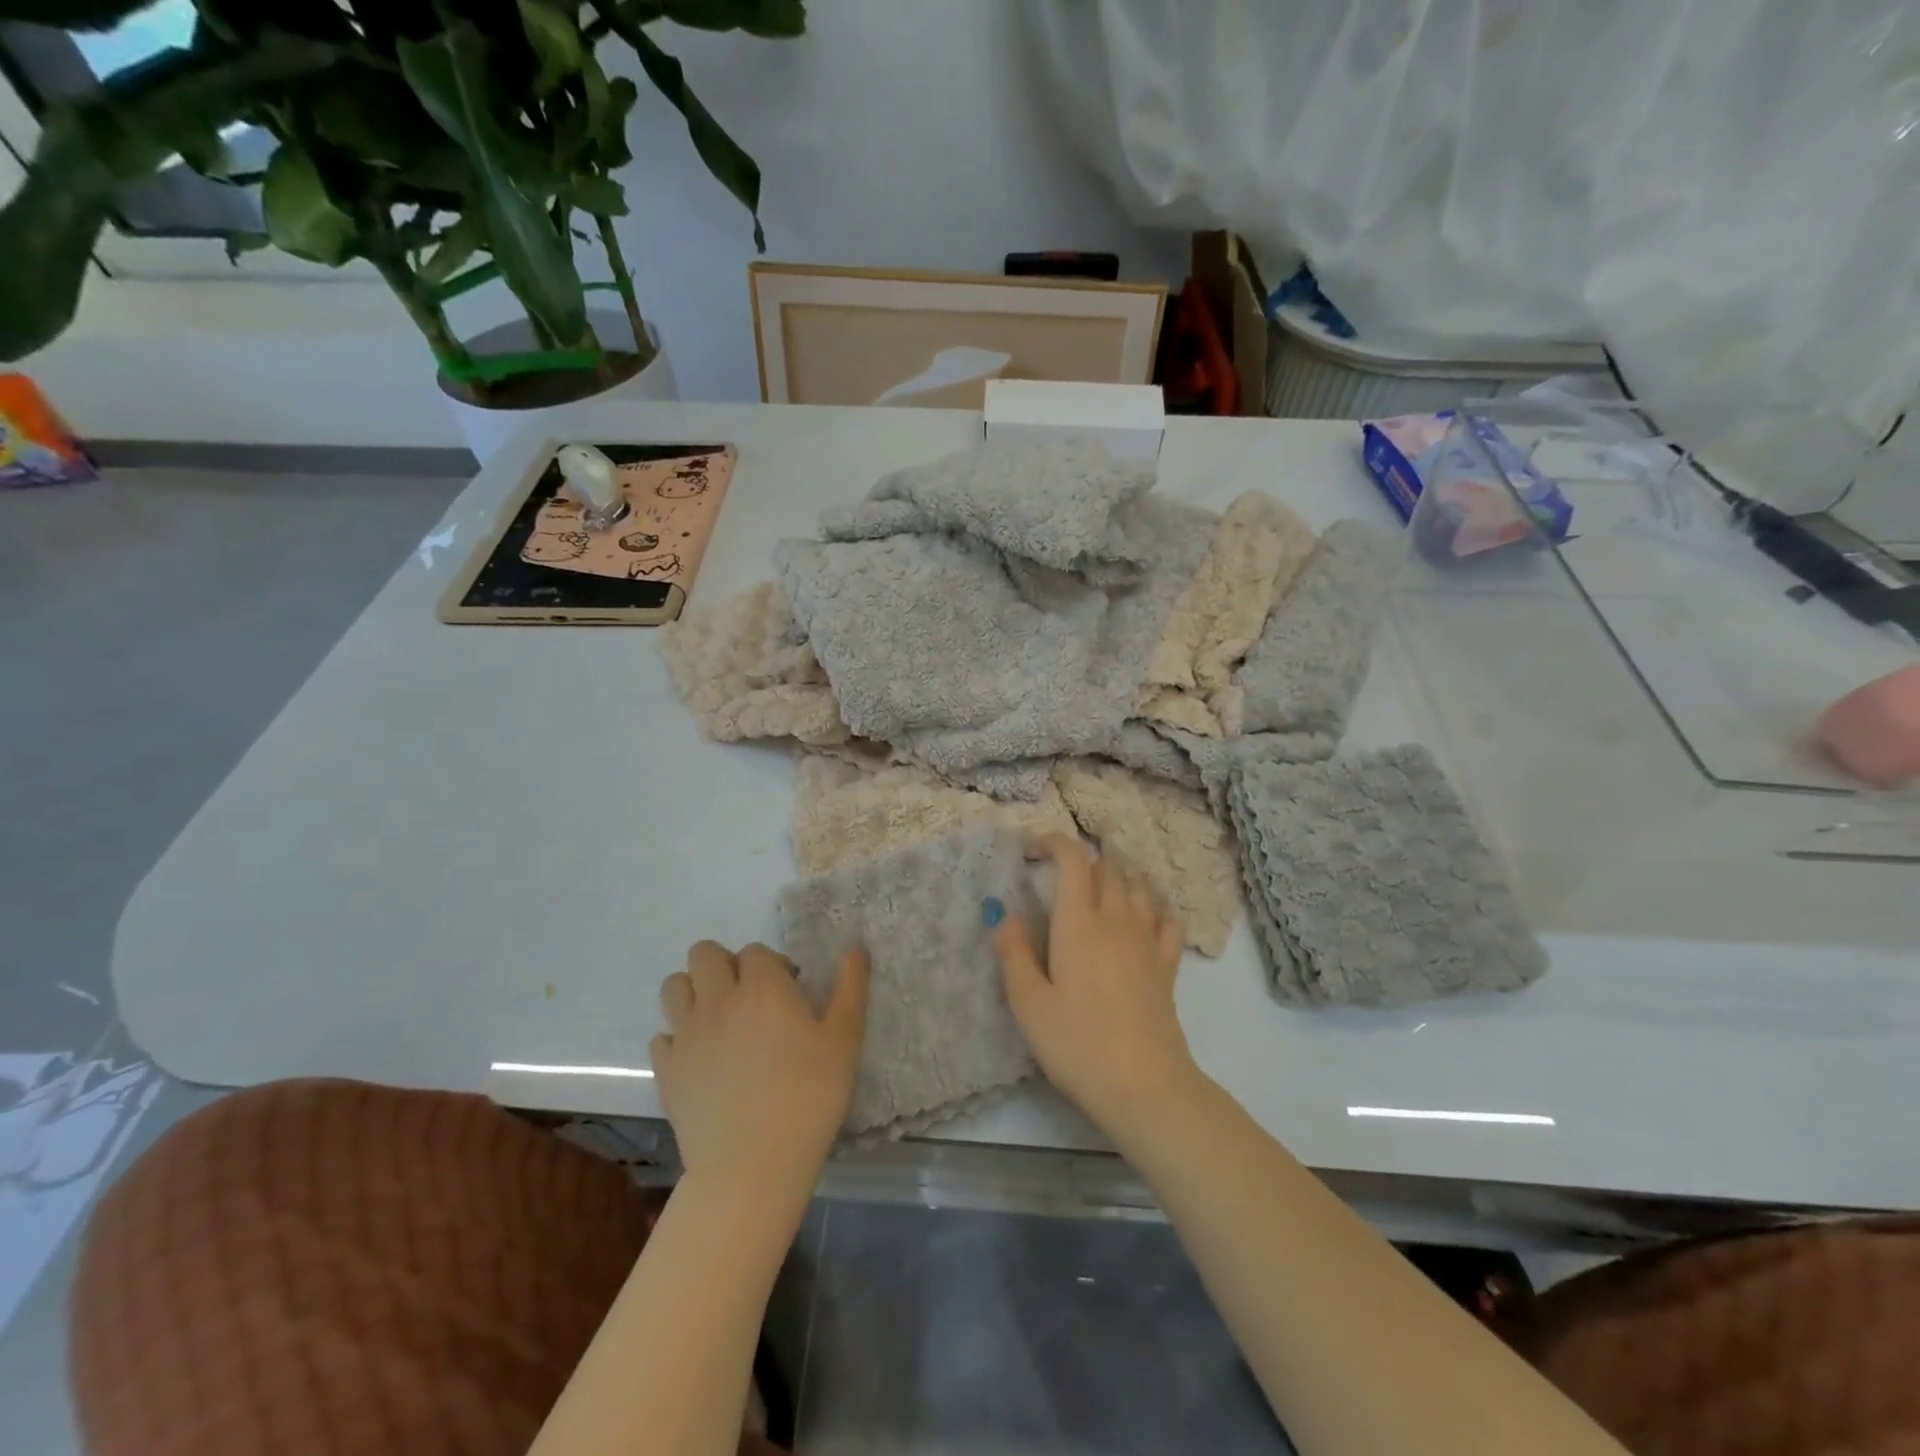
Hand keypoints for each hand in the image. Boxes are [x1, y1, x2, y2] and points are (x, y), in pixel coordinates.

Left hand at [652, 941, 868, 1195]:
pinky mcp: (666, 1070)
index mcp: (762, 986)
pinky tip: (701, 1060)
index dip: (772, 965)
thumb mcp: (844, 1039)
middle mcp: (718, 999)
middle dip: (725, 965)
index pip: (756, 951)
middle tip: (749, 998)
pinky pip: (662, 1035)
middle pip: (704, 954)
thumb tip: (856, 947)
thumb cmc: (808, 1096)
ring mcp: (686, 1034)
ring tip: (720, 1019)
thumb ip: (850, 987)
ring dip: (694, 991)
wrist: (752, 1166)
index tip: (790, 992)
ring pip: (674, 986)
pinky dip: (679, 1038)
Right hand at [990, 835, 1199, 1136]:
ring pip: (1139, 886)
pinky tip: (1144, 916)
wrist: (1144, 1085)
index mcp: (1079, 924)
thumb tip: (1003, 914)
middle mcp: (1116, 920)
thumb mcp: (1029, 1004)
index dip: (1056, 843)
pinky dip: (1153, 907)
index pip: (1074, 861)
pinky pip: (1166, 919)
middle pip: (1108, 868)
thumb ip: (1013, 953)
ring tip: (1101, 882)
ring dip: (1119, 875)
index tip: (1035, 848)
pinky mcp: (1167, 965)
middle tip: (1062, 871)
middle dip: (1085, 858)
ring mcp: (1147, 941)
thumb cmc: (1077, 1043)